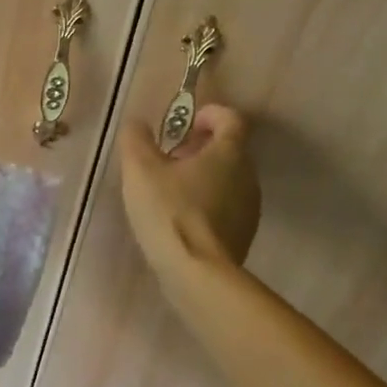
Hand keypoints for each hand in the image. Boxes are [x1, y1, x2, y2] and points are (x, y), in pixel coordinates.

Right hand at [119, 103, 260, 282]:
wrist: (197, 273)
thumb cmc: (169, 211)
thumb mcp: (140, 169)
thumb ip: (137, 139)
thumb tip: (138, 124)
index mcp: (229, 152)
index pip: (231, 118)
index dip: (209, 114)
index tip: (186, 123)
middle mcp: (248, 175)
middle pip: (229, 149)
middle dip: (200, 147)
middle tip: (169, 157)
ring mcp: (249, 207)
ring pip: (228, 178)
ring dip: (203, 176)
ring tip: (170, 189)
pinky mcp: (243, 233)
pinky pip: (226, 205)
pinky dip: (207, 201)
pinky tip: (180, 218)